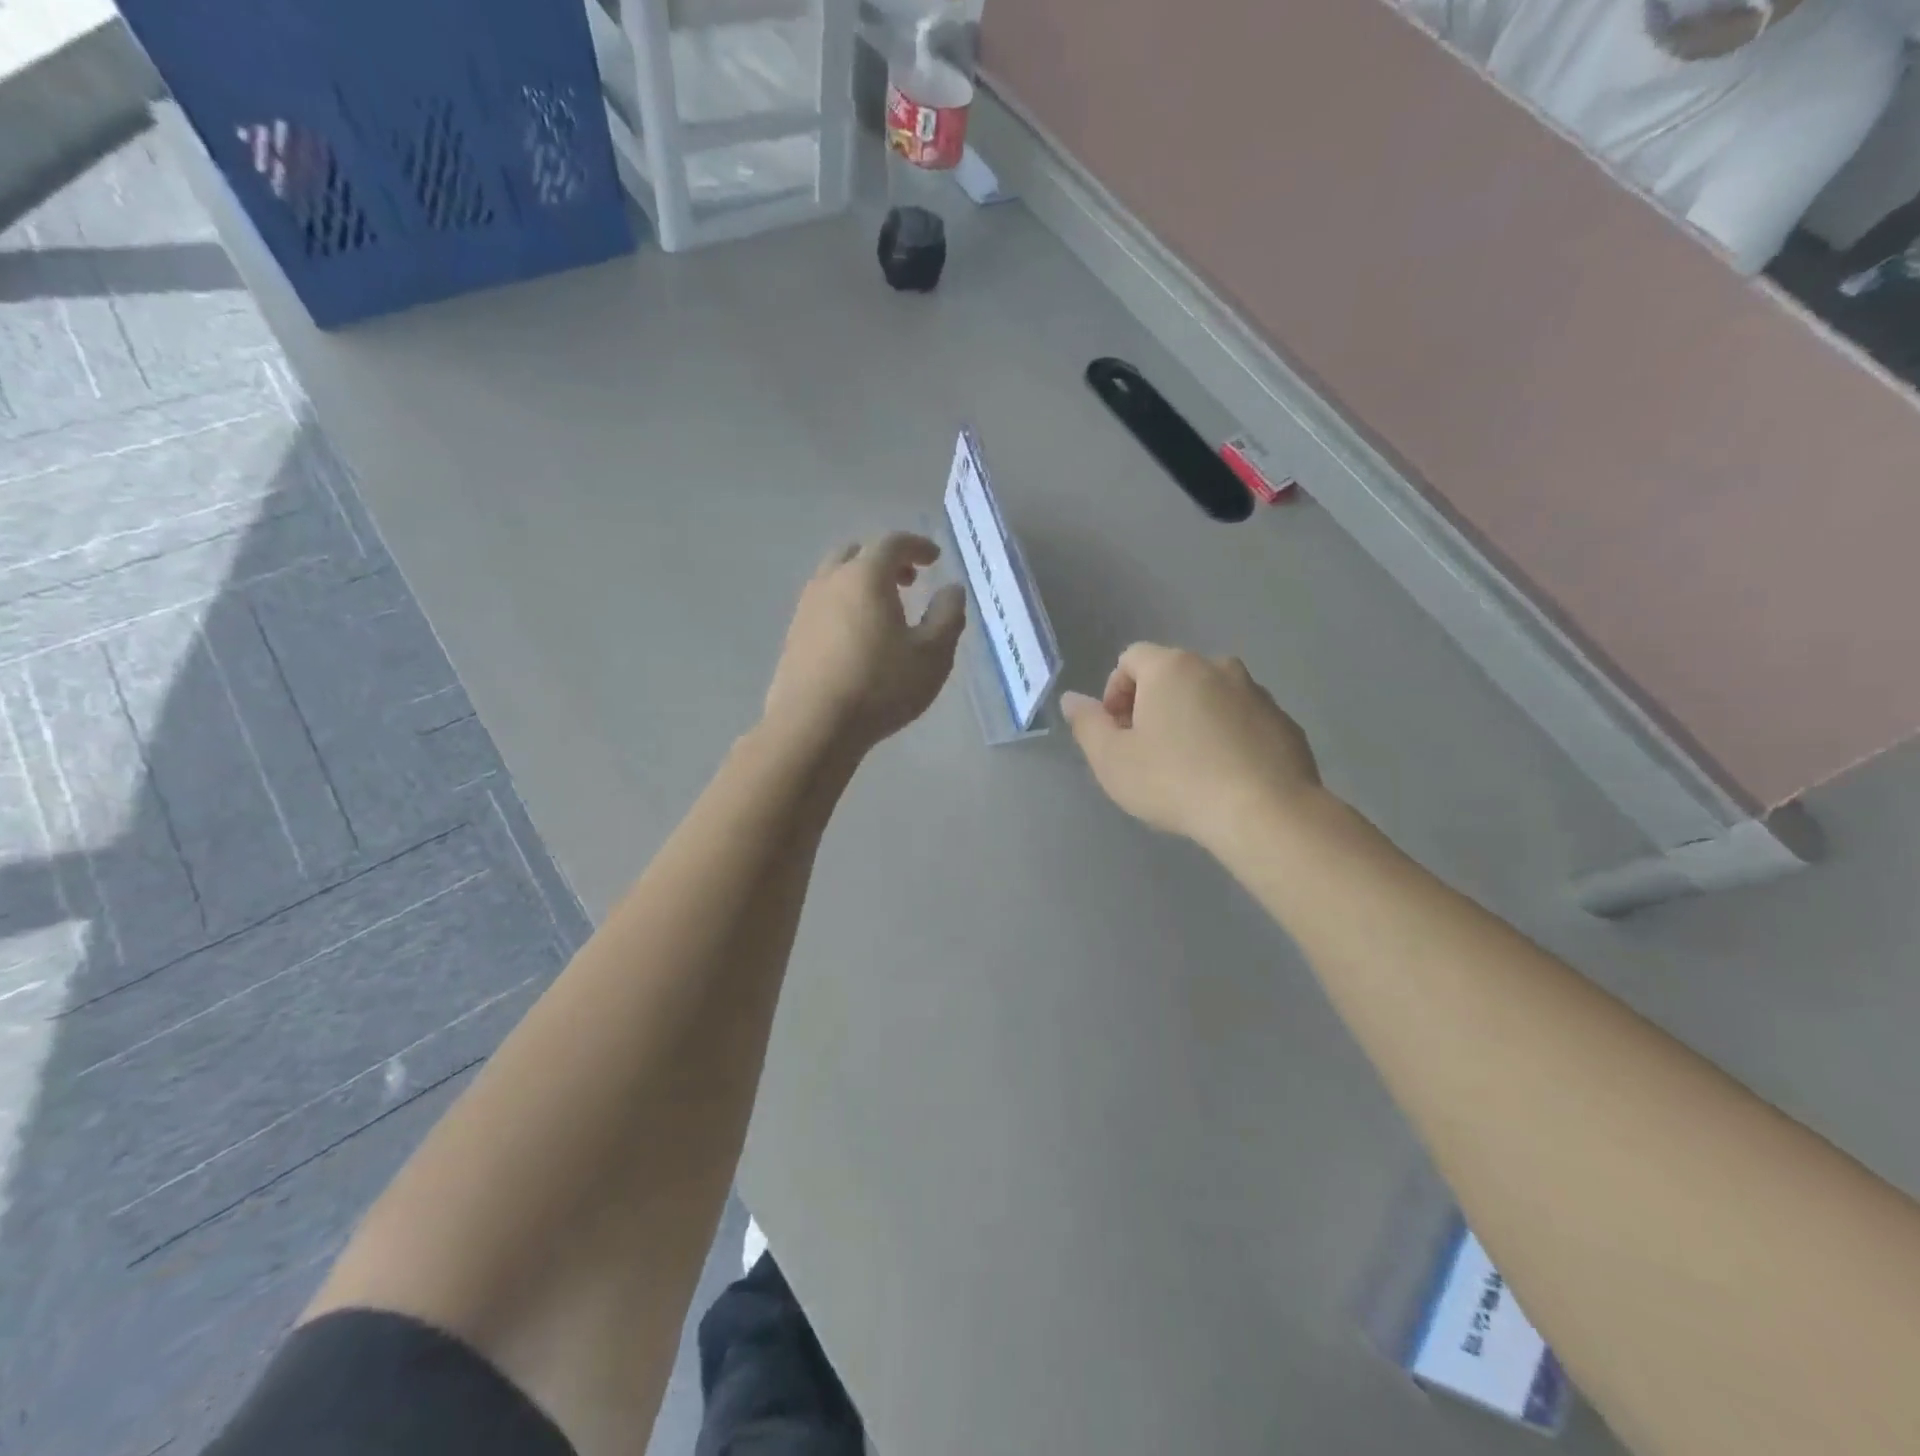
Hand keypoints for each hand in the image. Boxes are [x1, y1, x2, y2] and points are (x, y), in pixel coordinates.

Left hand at [764, 533, 966, 756]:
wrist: (813, 725)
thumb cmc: (880, 686)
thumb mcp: (932, 655)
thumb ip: (947, 615)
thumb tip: (952, 589)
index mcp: (866, 576)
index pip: (892, 543)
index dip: (917, 546)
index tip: (934, 559)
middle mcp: (830, 582)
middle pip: (857, 554)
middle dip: (886, 560)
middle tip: (909, 581)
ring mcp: (806, 608)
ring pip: (835, 578)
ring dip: (861, 583)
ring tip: (884, 612)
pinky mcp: (793, 636)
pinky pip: (822, 606)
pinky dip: (844, 606)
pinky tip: (857, 638)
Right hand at [1061, 644, 1321, 853]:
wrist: (1264, 813)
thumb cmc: (1175, 782)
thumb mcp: (1112, 760)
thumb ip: (1087, 724)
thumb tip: (1072, 699)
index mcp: (1172, 667)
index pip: (1130, 659)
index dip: (1114, 692)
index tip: (1116, 733)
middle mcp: (1217, 667)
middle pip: (1172, 675)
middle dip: (1152, 706)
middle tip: (1146, 751)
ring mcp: (1257, 693)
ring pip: (1210, 697)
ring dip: (1192, 719)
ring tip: (1188, 767)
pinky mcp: (1284, 723)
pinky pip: (1243, 720)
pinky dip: (1227, 737)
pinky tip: (1224, 776)